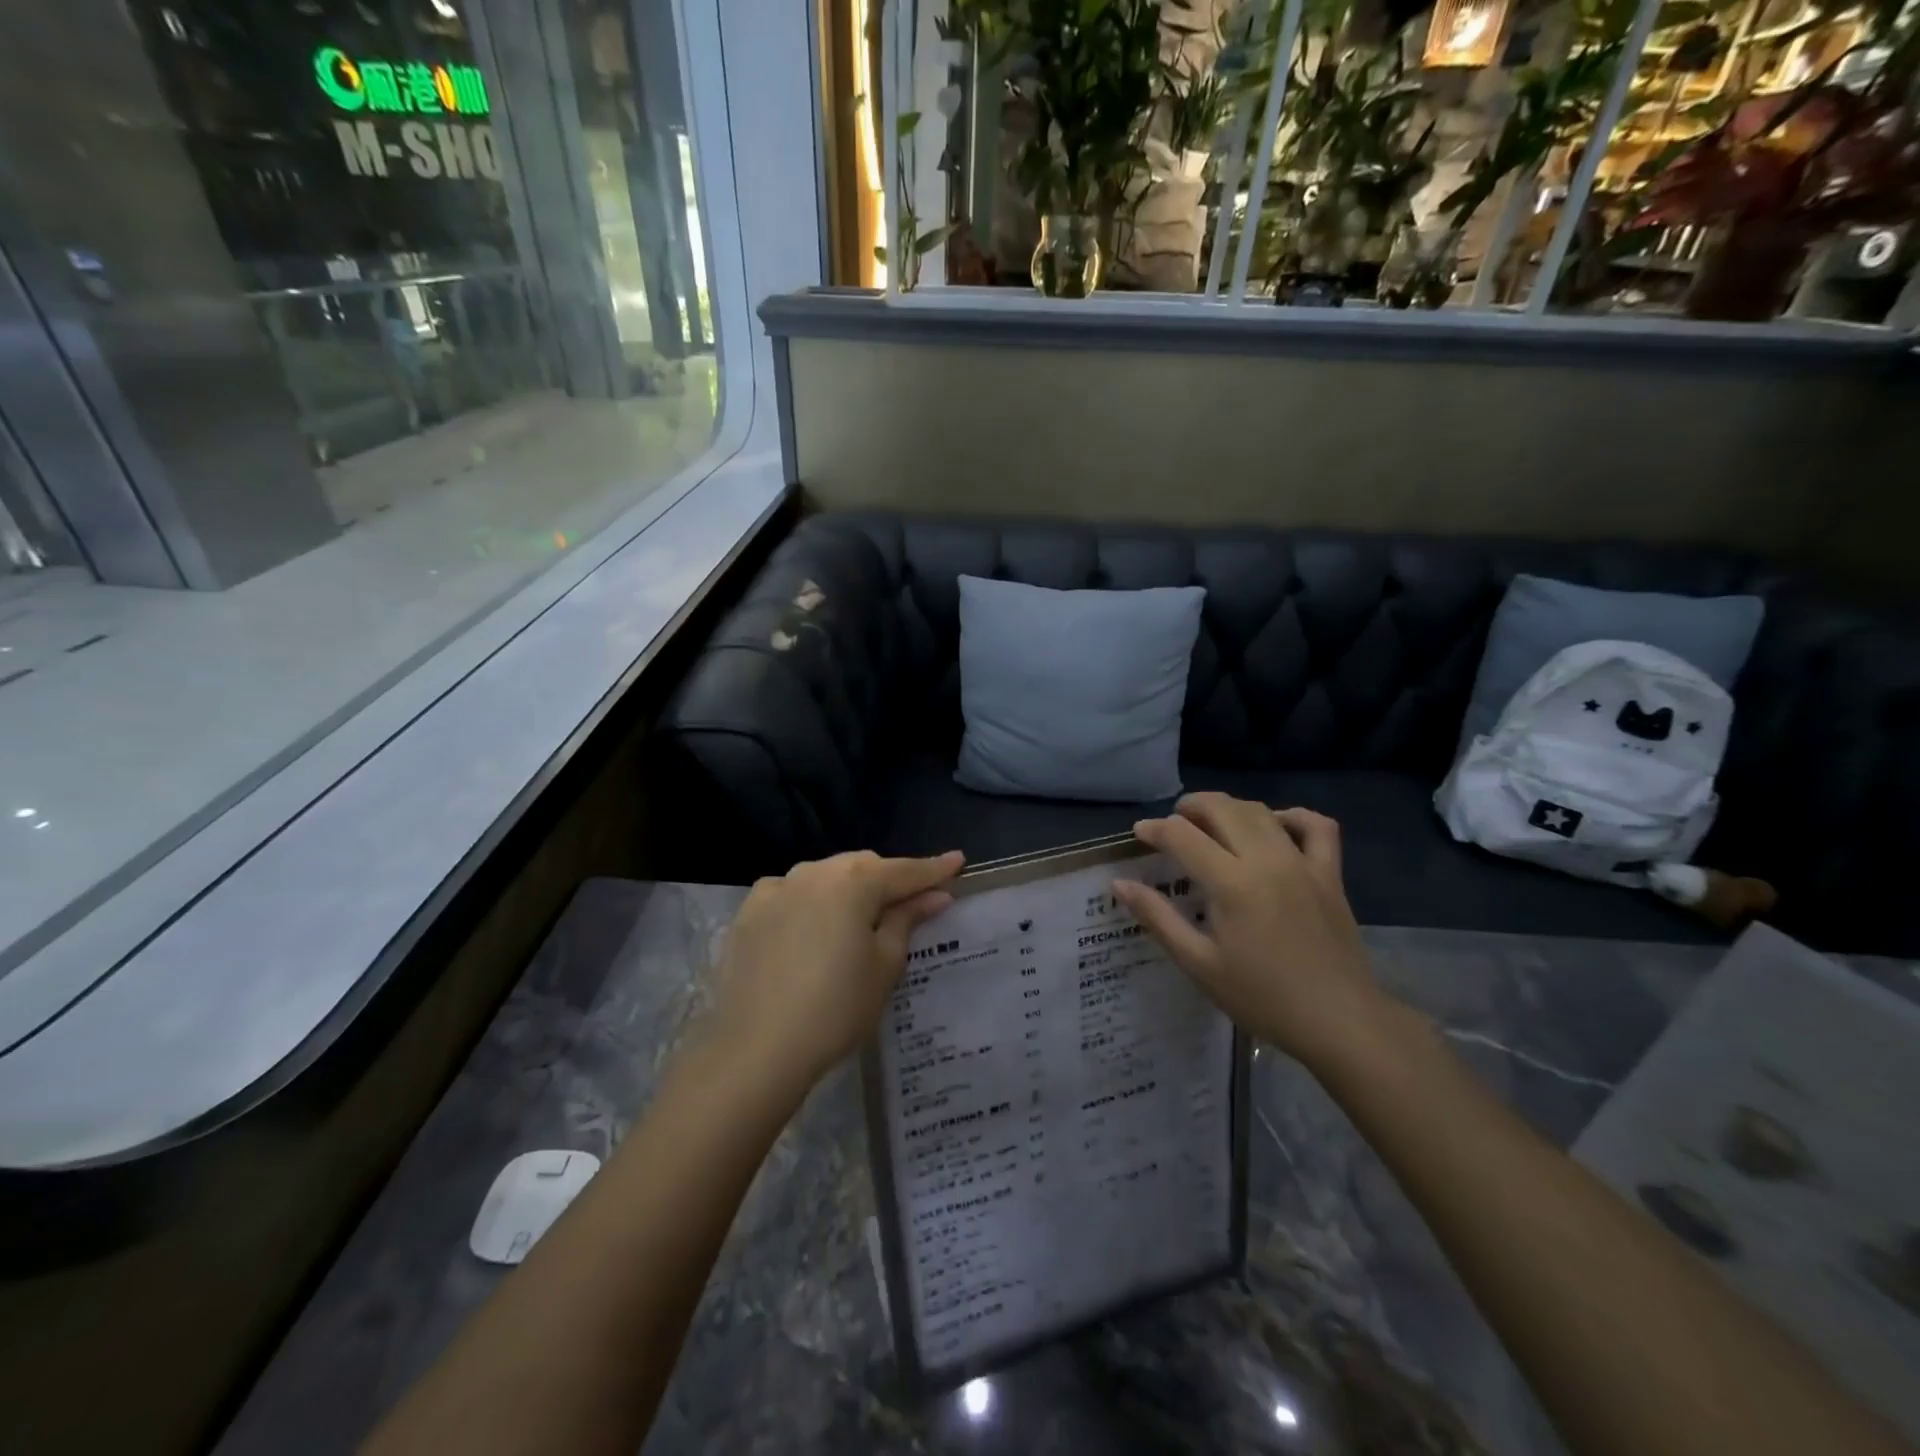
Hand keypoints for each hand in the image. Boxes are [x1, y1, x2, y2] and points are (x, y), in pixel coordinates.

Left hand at [711, 849, 963, 1087]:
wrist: (755, 1050)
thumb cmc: (835, 1009)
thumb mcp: (884, 966)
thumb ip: (907, 920)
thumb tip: (934, 895)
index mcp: (853, 882)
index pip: (904, 871)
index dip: (934, 869)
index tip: (958, 861)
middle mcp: (813, 873)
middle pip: (863, 866)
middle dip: (889, 878)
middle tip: (911, 900)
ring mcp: (776, 889)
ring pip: (825, 875)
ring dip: (849, 887)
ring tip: (861, 915)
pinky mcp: (749, 912)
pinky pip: (791, 893)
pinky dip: (810, 900)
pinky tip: (813, 924)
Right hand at [1114, 794, 1396, 1075]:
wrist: (1339, 1021)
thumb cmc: (1262, 998)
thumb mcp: (1199, 964)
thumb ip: (1158, 918)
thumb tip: (1120, 884)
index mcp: (1232, 884)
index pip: (1183, 836)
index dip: (1155, 829)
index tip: (1139, 834)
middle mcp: (1267, 861)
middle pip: (1222, 809)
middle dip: (1190, 806)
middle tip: (1172, 823)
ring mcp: (1303, 863)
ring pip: (1262, 811)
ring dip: (1230, 807)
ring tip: (1211, 822)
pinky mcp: (1330, 874)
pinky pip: (1316, 826)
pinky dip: (1293, 816)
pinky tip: (1276, 827)